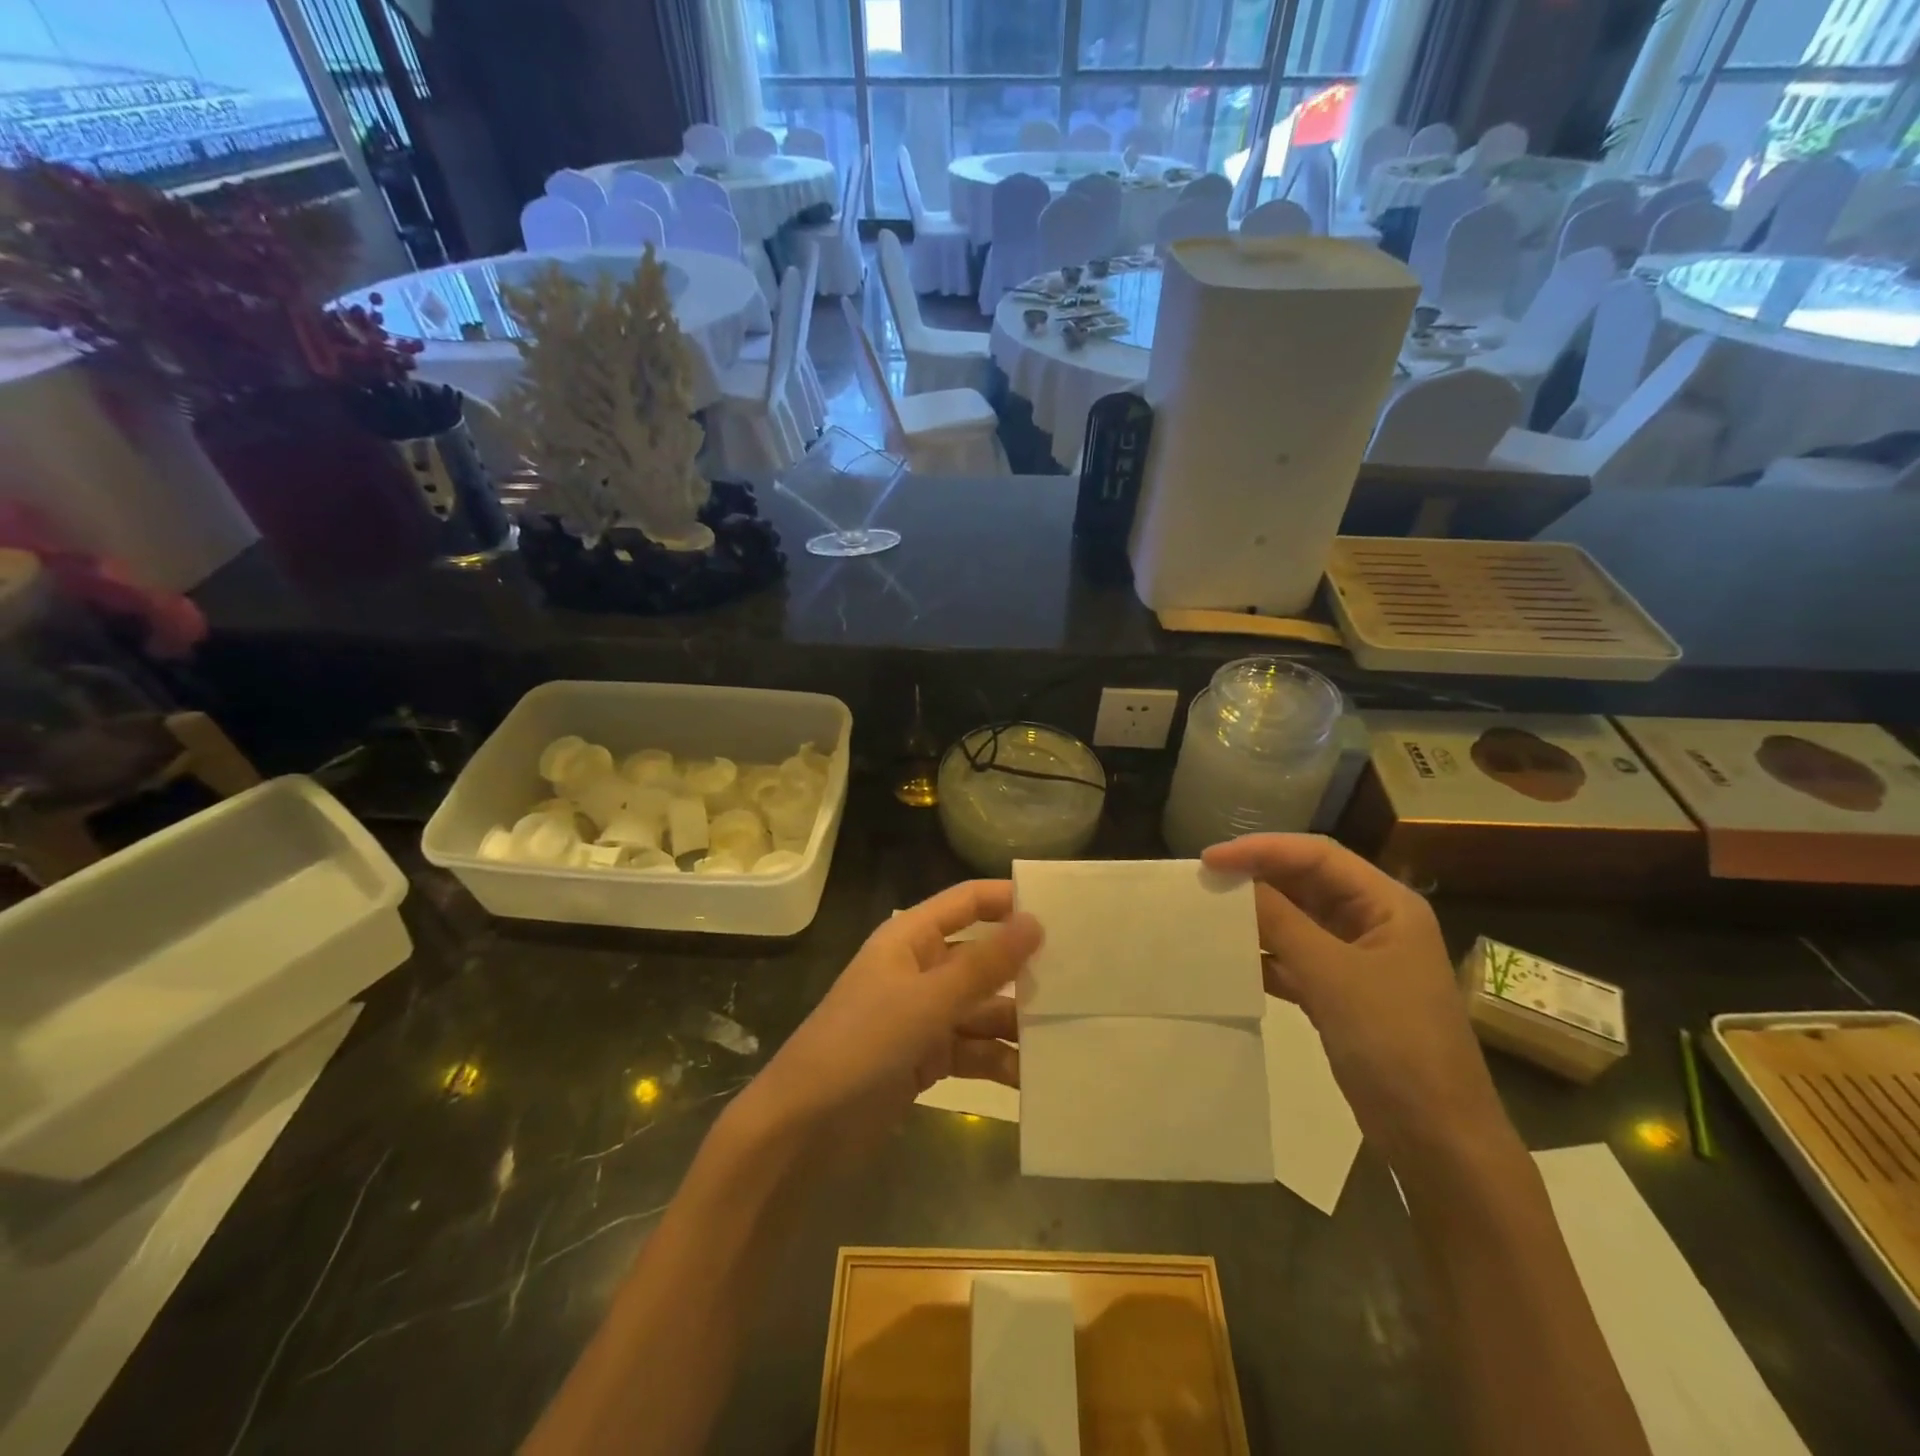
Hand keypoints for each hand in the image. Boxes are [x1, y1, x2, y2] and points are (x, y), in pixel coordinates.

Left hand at [741, 881, 1041, 1147]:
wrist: (803, 1128)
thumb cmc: (861, 1044)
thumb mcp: (927, 1001)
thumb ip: (983, 965)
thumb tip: (1035, 921)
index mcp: (910, 939)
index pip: (966, 902)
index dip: (1007, 900)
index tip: (1061, 910)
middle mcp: (919, 970)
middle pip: (980, 958)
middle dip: (1023, 970)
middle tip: (1082, 980)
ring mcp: (922, 1016)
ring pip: (981, 1009)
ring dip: (1017, 1023)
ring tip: (1069, 1035)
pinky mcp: (926, 1059)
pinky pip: (973, 1050)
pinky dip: (1000, 1060)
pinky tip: (1035, 1077)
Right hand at [1202, 834, 1507, 1163]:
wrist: (1437, 1139)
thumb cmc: (1396, 1044)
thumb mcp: (1333, 976)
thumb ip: (1281, 922)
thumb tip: (1232, 881)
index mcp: (1387, 905)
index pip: (1317, 856)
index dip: (1262, 849)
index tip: (1211, 859)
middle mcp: (1373, 922)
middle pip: (1306, 883)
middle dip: (1257, 878)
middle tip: (1204, 882)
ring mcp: (1358, 960)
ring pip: (1298, 921)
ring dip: (1257, 917)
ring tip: (1209, 914)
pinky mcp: (1342, 994)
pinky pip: (1295, 959)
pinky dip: (1264, 956)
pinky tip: (1231, 960)